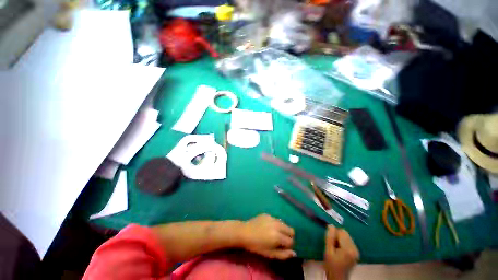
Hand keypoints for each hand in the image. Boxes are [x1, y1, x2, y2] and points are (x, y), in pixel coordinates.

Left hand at [239, 214, 295, 259]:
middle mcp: (277, 225)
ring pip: (284, 223)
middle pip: (291, 230)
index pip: (291, 241)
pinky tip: (267, 227)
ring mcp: (272, 218)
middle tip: (280, 240)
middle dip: (288, 236)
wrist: (244, 232)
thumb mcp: (269, 254)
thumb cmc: (256, 246)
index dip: (288, 246)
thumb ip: (283, 254)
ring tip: (273, 233)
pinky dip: (275, 224)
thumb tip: (294, 253)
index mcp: (277, 236)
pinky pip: (276, 219)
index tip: (282, 247)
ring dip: (282, 229)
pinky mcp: (267, 214)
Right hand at [324, 225, 358, 279]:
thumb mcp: (328, 250)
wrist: (338, 277)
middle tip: (333, 244)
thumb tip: (331, 225)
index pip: (341, 232)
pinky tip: (340, 250)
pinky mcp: (356, 252)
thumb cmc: (331, 265)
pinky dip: (344, 242)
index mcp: (348, 249)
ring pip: (347, 236)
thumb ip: (329, 237)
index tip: (330, 241)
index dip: (334, 234)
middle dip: (338, 236)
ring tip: (336, 248)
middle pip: (345, 233)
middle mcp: (355, 248)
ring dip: (340, 239)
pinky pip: (349, 241)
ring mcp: (357, 251)